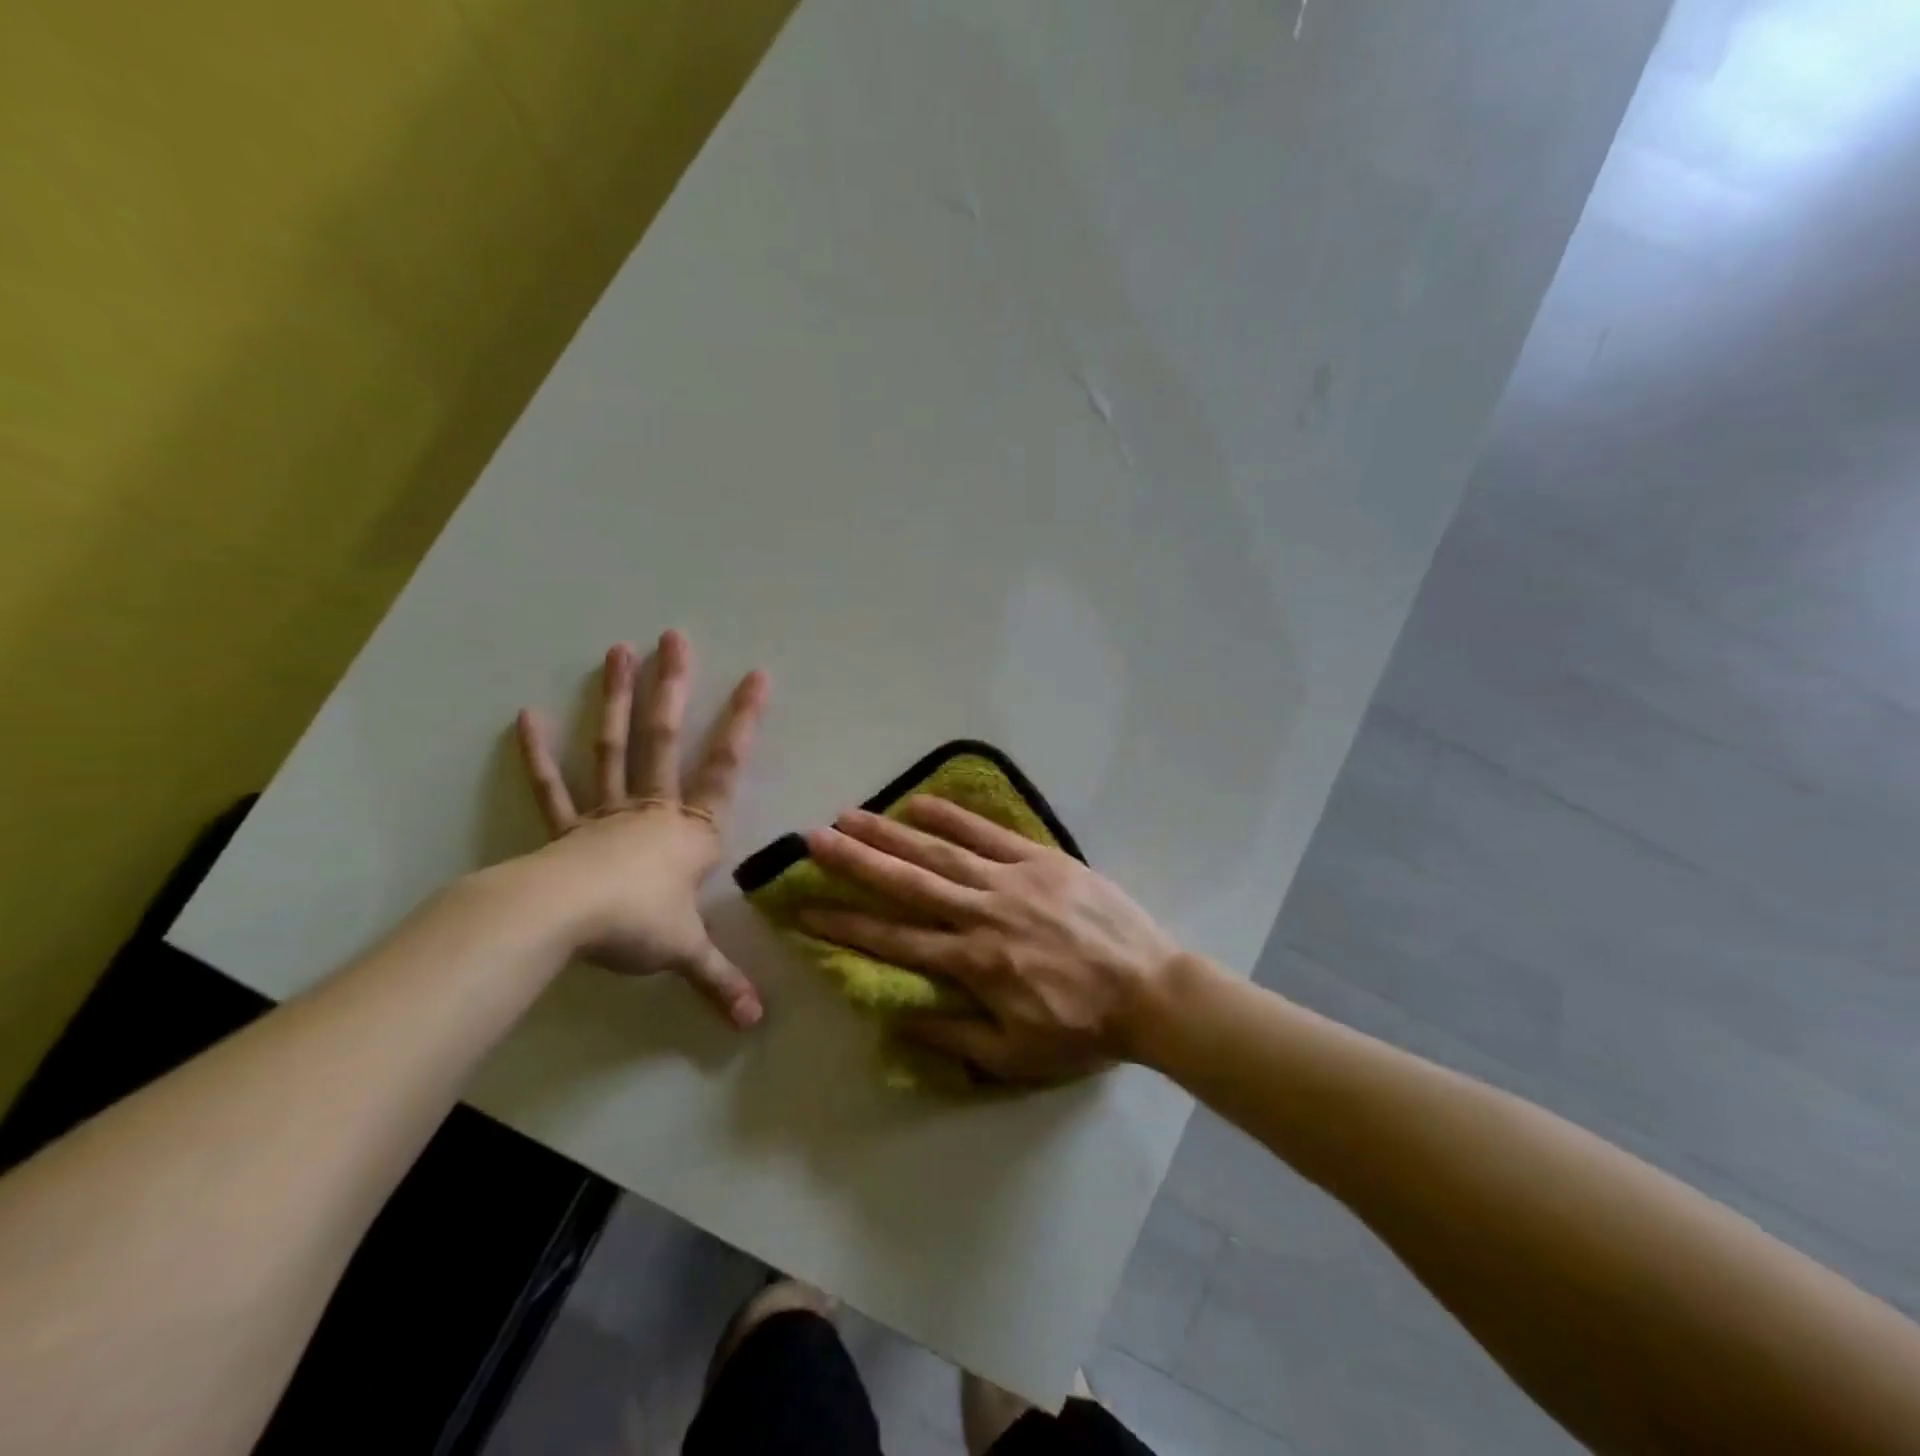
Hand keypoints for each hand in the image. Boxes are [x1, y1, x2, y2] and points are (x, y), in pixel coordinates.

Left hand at [516, 630, 768, 1027]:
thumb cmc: (637, 925)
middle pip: (666, 738)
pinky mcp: (566, 829)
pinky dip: (538, 754)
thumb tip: (755, 1025)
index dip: (744, 721)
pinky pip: (553, 788)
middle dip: (673, 687)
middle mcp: (653, 809)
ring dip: (616, 700)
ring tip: (616, 651)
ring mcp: (606, 813)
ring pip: (615, 747)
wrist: (562, 922)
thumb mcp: (686, 953)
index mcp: (691, 830)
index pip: (727, 765)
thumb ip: (720, 981)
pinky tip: (526, 715)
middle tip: (672, 637)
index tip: (758, 675)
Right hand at [799, 797, 1180, 1081]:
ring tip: (851, 815)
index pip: (895, 940)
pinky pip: (989, 832)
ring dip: (892, 832)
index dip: (846, 926)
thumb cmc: (1082, 1029)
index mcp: (973, 963)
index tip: (807, 909)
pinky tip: (921, 800)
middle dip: (856, 862)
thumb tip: (896, 1014)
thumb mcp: (1014, 1056)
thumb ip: (952, 1036)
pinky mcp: (1041, 859)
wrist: (1152, 991)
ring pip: (940, 851)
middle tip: (814, 840)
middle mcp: (982, 914)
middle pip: (907, 883)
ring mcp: (1012, 880)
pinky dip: (953, 815)